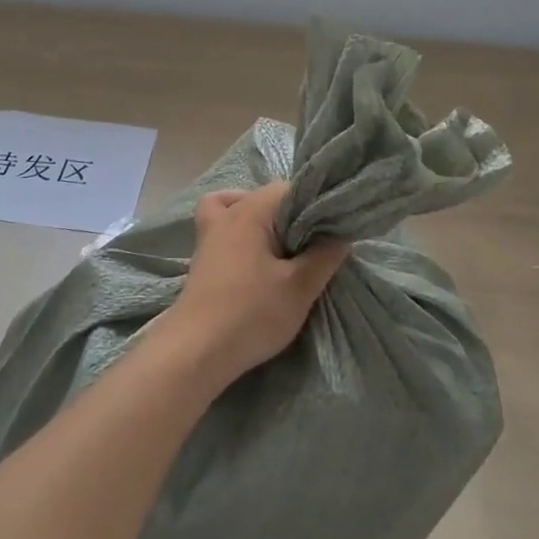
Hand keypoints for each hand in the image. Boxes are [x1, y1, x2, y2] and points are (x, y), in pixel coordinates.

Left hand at [159, 183, 349, 386]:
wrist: (197, 349)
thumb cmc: (252, 313)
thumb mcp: (300, 287)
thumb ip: (324, 256)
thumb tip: (341, 235)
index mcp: (251, 211)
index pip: (287, 189)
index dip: (311, 205)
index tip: (327, 231)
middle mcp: (227, 214)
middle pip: (264, 198)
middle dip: (290, 216)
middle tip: (310, 246)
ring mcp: (209, 234)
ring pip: (239, 209)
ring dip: (262, 223)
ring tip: (281, 248)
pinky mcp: (202, 258)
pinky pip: (221, 227)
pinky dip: (236, 231)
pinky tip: (251, 255)